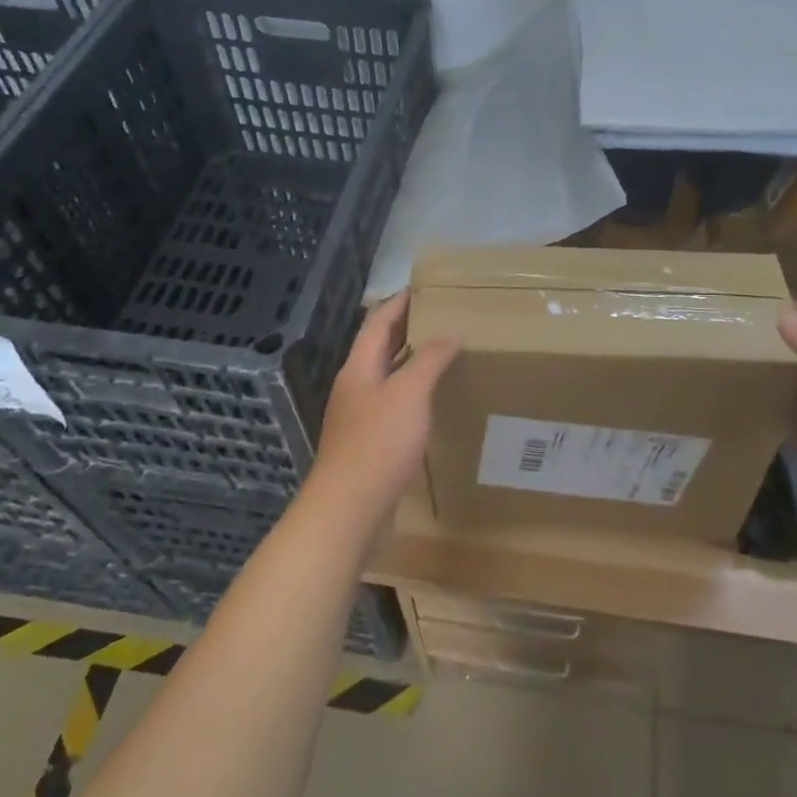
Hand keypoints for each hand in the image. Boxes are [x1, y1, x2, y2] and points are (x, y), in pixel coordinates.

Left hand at [307, 294, 458, 522]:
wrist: (348, 509)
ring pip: (387, 377)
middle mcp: (355, 386)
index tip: (425, 287)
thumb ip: (429, 360)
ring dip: (411, 361)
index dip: (400, 302)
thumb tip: (449, 333)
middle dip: (407, 329)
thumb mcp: (409, 393)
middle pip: (380, 347)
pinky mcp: (368, 443)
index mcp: (359, 367)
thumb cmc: (378, 443)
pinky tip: (433, 401)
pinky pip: (393, 404)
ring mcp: (359, 416)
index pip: (378, 322)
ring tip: (444, 353)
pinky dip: (413, 392)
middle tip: (442, 316)